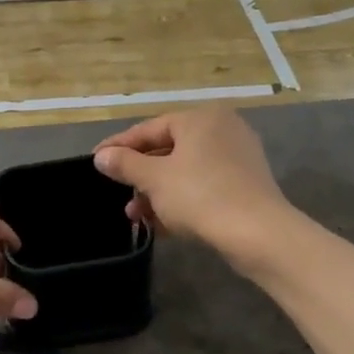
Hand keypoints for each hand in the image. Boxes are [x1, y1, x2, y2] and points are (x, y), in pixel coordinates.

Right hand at [93, 107, 290, 258]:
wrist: (258, 234)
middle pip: (168, 150)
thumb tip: (102, 156)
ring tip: (135, 215)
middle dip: (139, 175)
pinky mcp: (246, 185)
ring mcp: (238, 158)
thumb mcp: (154, 179)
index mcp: (200, 118)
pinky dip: (180, 201)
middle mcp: (222, 130)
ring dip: (157, 193)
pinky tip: (161, 224)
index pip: (150, 128)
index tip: (96, 160)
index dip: (119, 146)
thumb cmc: (200, 196)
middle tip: (117, 192)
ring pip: (185, 171)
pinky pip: (203, 187)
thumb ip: (125, 164)